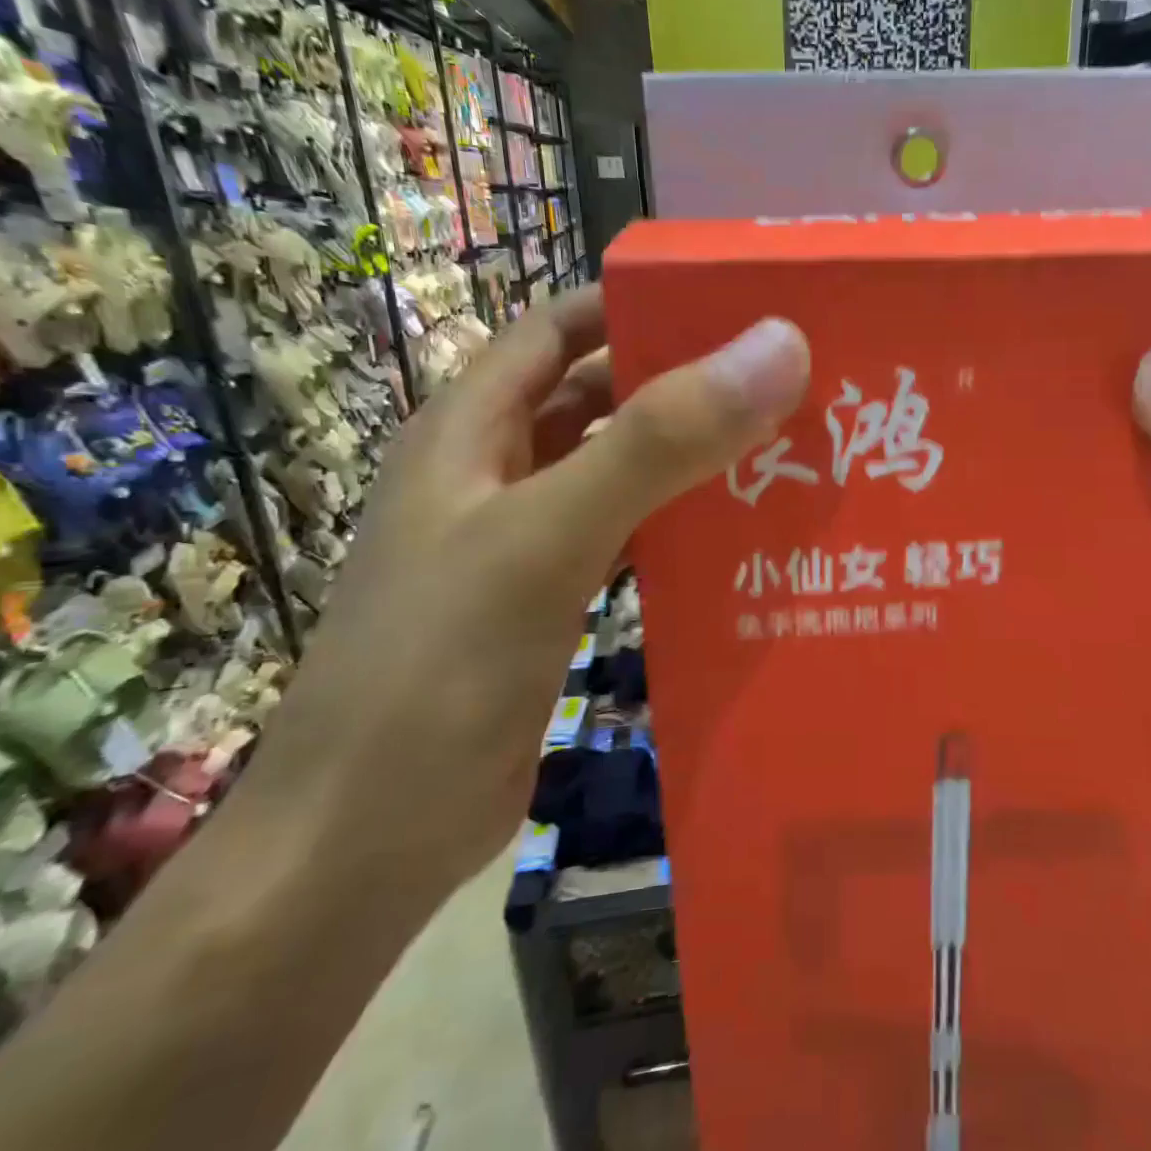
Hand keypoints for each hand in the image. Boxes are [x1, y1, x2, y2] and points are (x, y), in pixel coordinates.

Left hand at [238, 291, 810, 896]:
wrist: (363, 844)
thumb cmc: (437, 671)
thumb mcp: (545, 538)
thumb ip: (656, 443)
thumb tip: (774, 348)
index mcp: (472, 429)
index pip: (561, 329)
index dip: (638, 307)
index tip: (736, 310)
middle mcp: (496, 473)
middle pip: (600, 400)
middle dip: (684, 385)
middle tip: (787, 385)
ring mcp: (523, 543)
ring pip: (620, 474)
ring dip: (689, 461)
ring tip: (786, 453)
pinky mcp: (551, 605)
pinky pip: (627, 542)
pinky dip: (678, 531)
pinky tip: (741, 540)